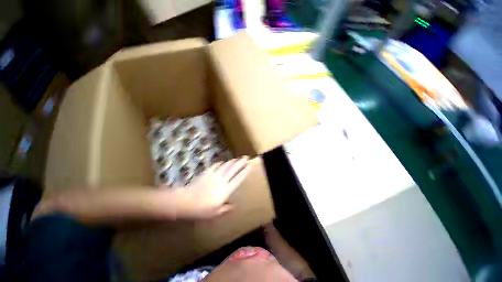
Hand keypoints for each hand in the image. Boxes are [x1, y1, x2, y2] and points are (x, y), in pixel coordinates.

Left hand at [175, 156, 250, 218]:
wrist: (187, 201)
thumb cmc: (202, 209)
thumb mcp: (215, 213)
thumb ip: (225, 208)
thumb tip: (234, 206)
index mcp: (226, 190)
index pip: (238, 179)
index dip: (244, 172)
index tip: (249, 166)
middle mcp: (222, 181)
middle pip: (233, 170)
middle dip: (240, 163)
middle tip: (246, 157)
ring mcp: (214, 176)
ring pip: (225, 167)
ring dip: (232, 162)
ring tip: (236, 158)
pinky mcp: (207, 174)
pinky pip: (215, 167)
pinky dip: (219, 164)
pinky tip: (222, 162)